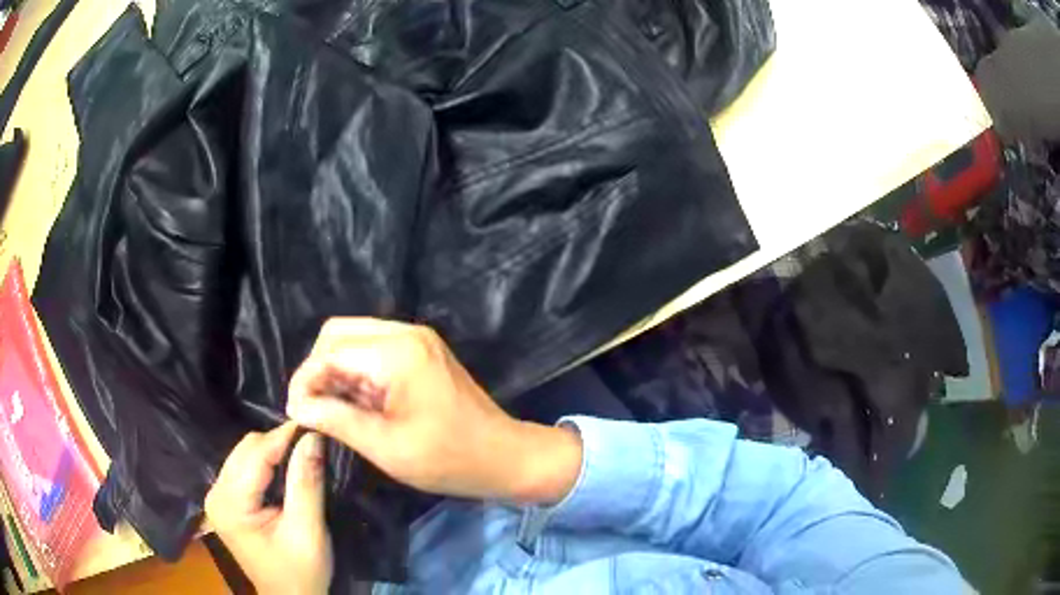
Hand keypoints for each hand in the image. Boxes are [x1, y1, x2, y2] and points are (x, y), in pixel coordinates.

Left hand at [205, 422, 332, 594]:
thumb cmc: (300, 571)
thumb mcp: (308, 530)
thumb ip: (306, 483)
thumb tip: (313, 437)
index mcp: (230, 503)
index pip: (255, 455)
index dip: (285, 436)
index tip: (315, 424)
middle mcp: (216, 493)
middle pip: (246, 450)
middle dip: (279, 443)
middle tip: (312, 442)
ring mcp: (218, 496)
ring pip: (244, 454)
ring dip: (273, 451)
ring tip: (302, 452)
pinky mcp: (226, 501)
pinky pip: (244, 467)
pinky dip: (266, 463)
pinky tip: (285, 468)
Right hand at [287, 318, 582, 503]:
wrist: (504, 456)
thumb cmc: (447, 458)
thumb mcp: (384, 445)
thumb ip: (335, 419)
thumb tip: (297, 405)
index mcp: (396, 353)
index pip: (329, 351)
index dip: (305, 380)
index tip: (295, 412)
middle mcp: (405, 333)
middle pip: (337, 334)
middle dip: (317, 369)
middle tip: (311, 407)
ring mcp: (416, 339)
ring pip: (354, 339)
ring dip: (335, 369)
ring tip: (329, 408)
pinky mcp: (421, 351)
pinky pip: (374, 350)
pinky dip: (356, 371)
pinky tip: (353, 402)